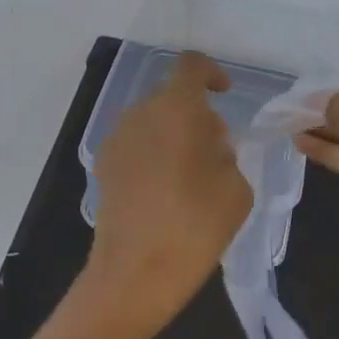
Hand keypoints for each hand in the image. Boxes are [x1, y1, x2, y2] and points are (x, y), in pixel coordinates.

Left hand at [84, 51, 252, 331]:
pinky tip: (164, 193)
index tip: (224, 94)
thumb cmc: (196, 227)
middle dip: (195, 115)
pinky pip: (135, 145)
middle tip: (216, 152)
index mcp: (176, 109)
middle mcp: (139, 114)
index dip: (211, 73)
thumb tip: (207, 145)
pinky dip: (152, 154)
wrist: (135, 273)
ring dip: (173, 135)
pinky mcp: (102, 167)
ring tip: (190, 177)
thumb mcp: (236, 188)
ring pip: (151, 121)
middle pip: (171, 97)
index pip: (191, 66)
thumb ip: (225, 153)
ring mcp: (115, 140)